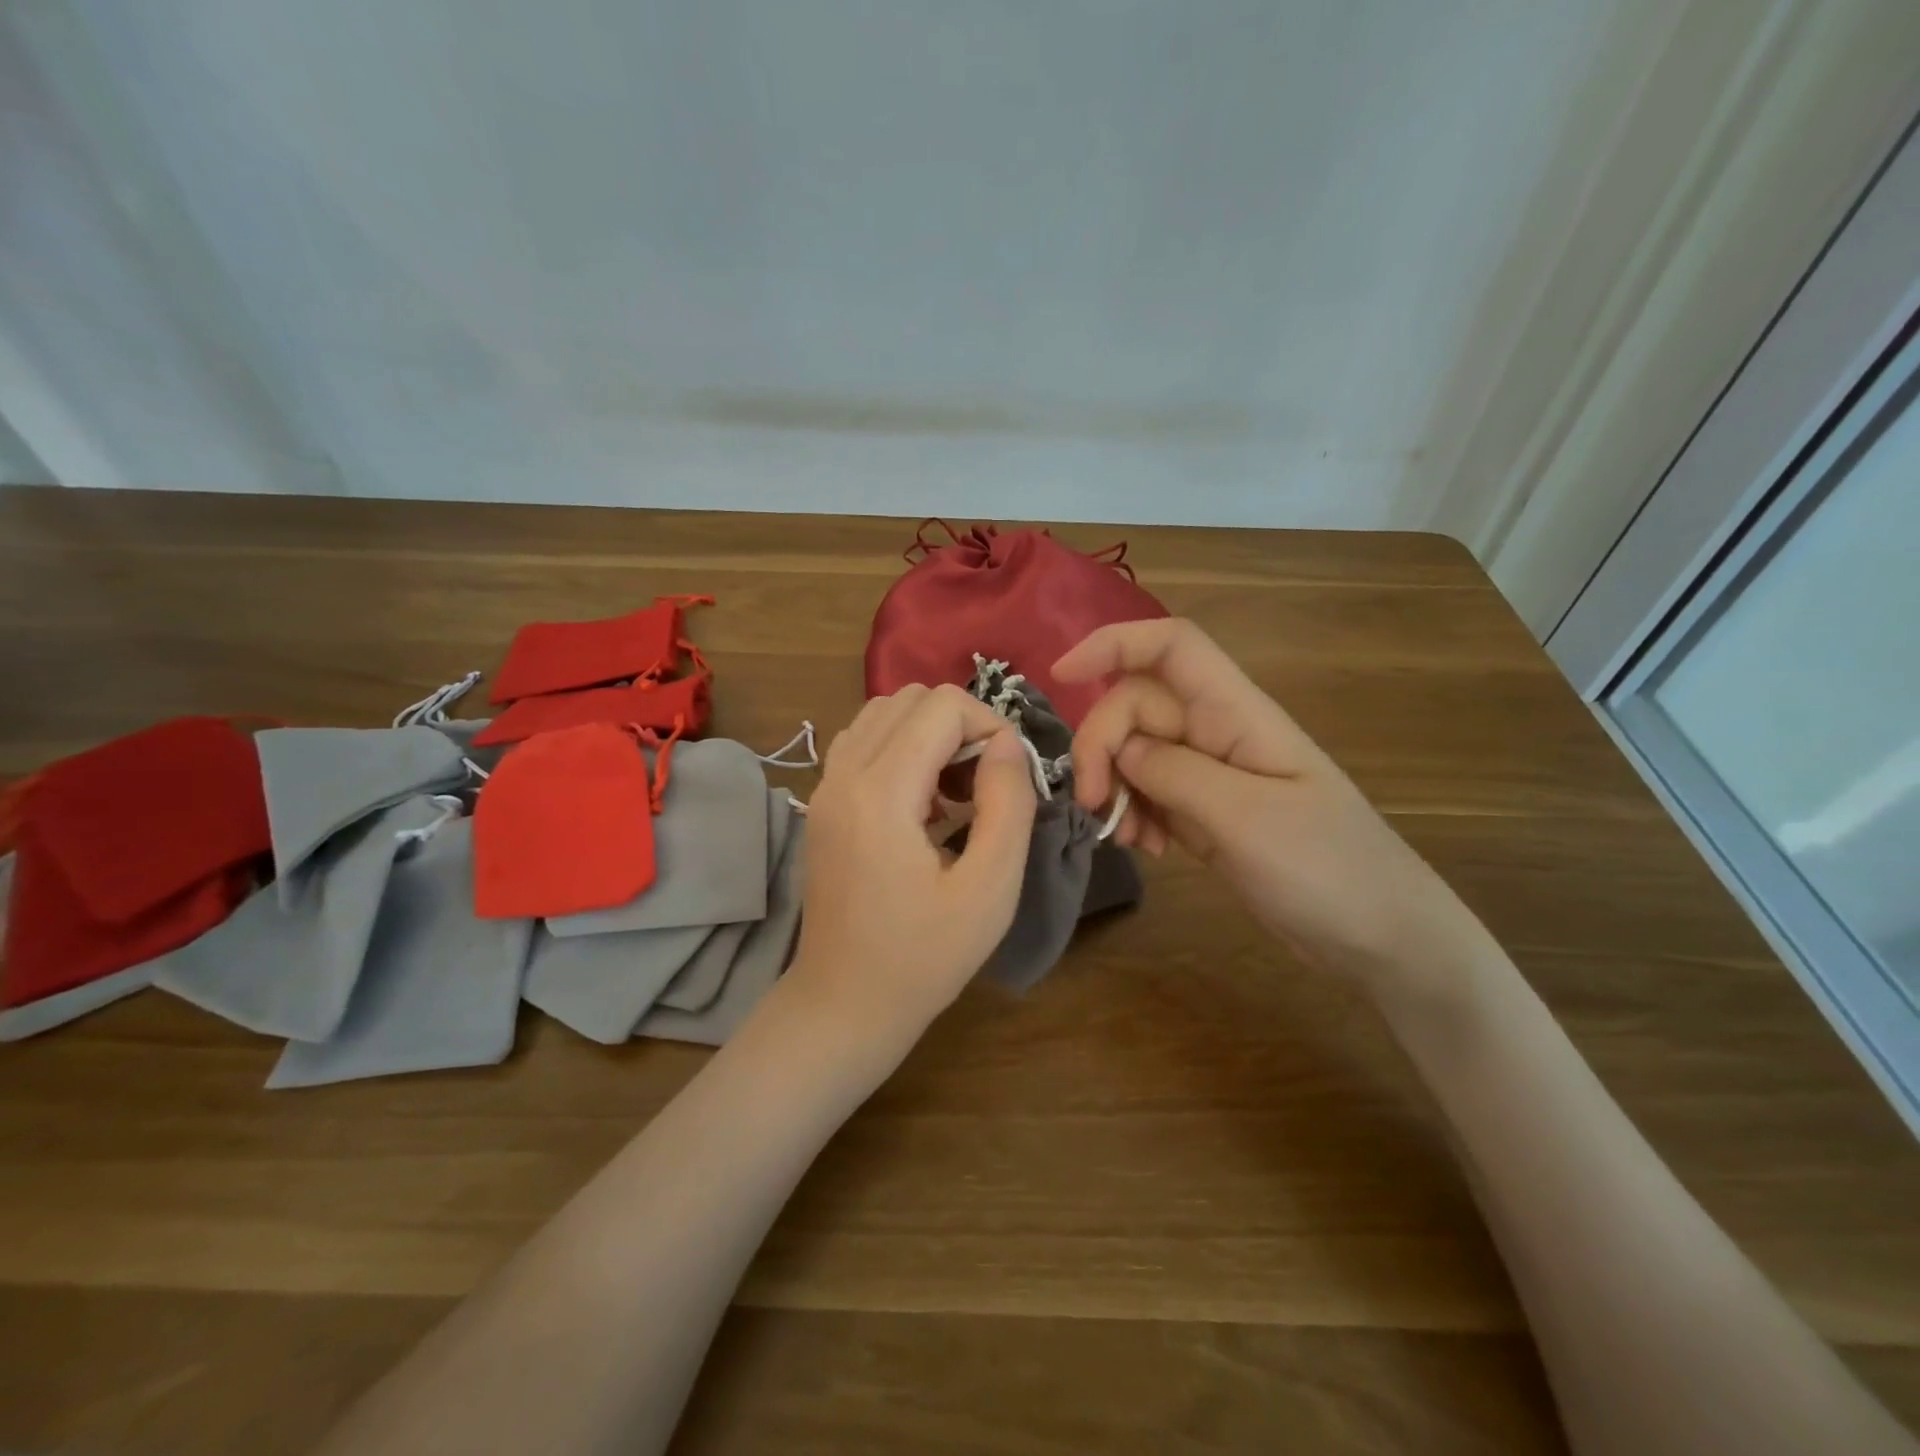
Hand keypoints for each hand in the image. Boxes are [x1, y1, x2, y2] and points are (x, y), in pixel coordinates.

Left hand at [787, 684, 1037, 1053]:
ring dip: (930, 734)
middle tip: (985, 785)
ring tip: (956, 792)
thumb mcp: (990, 888)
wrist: (844, 1003)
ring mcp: (824, 786)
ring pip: (883, 712)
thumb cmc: (924, 957)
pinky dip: (901, 748)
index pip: (941, 706)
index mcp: (880, 792)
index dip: (990, 726)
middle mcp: (842, 774)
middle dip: (961, 725)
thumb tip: (1007, 742)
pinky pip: (863, 741)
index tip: (1011, 777)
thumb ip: (1008, 803)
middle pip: (909, 697)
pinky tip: (922, 802)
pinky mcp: (822, 802)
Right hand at [1054, 619, 1486, 986]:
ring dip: (1114, 786)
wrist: (1381, 935)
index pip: (1171, 647)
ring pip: (1135, 752)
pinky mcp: (1206, 812)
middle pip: (1137, 706)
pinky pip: (1149, 793)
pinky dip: (1133, 814)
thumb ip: (1175, 773)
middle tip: (1091, 804)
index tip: (1061, 677)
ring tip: (1128, 839)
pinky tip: (1148, 850)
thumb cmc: (1328, 869)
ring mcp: (1211, 774)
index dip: (1113, 643)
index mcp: (1237, 714)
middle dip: (1101, 746)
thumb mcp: (1245, 819)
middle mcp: (1218, 732)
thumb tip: (1120, 748)